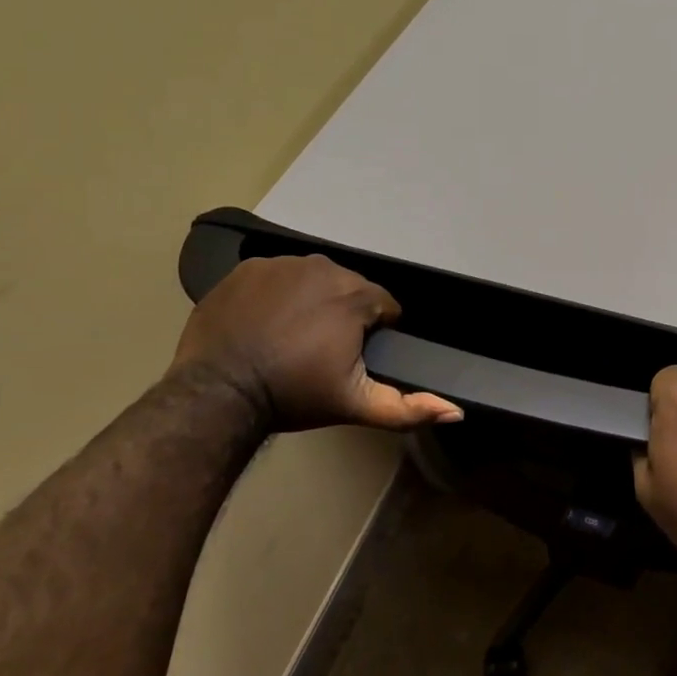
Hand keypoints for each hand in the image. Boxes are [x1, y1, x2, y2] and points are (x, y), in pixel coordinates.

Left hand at [170, 256, 462, 432]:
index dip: (374, 333)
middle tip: (321, 351)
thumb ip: (409, 407)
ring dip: (311, 301)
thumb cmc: (294, 395)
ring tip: (292, 337)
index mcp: (356, 295)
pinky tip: (265, 323)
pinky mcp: (247, 269)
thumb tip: (457, 411)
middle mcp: (323, 267)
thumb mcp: (357, 405)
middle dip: (343, 315)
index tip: (352, 357)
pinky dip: (277, 295)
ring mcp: (282, 264)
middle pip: (349, 289)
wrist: (218, 394)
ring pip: (313, 280)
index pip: (383, 306)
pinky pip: (276, 277)